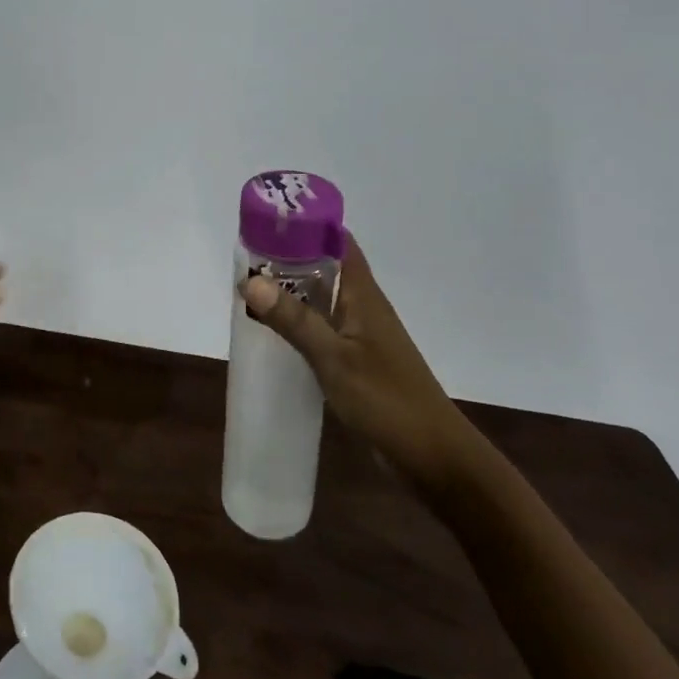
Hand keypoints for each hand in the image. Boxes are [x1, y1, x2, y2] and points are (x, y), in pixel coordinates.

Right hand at [241, 238, 479, 496]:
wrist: (432, 457)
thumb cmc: (386, 400)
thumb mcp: (334, 358)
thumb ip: (293, 320)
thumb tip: (250, 280)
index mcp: (363, 294)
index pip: (337, 241)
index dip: (307, 225)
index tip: (269, 220)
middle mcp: (362, 307)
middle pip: (324, 267)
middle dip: (287, 258)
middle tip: (245, 256)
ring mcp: (360, 335)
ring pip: (320, 299)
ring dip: (290, 291)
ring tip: (249, 289)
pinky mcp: (356, 361)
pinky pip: (321, 328)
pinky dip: (297, 323)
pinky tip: (273, 333)